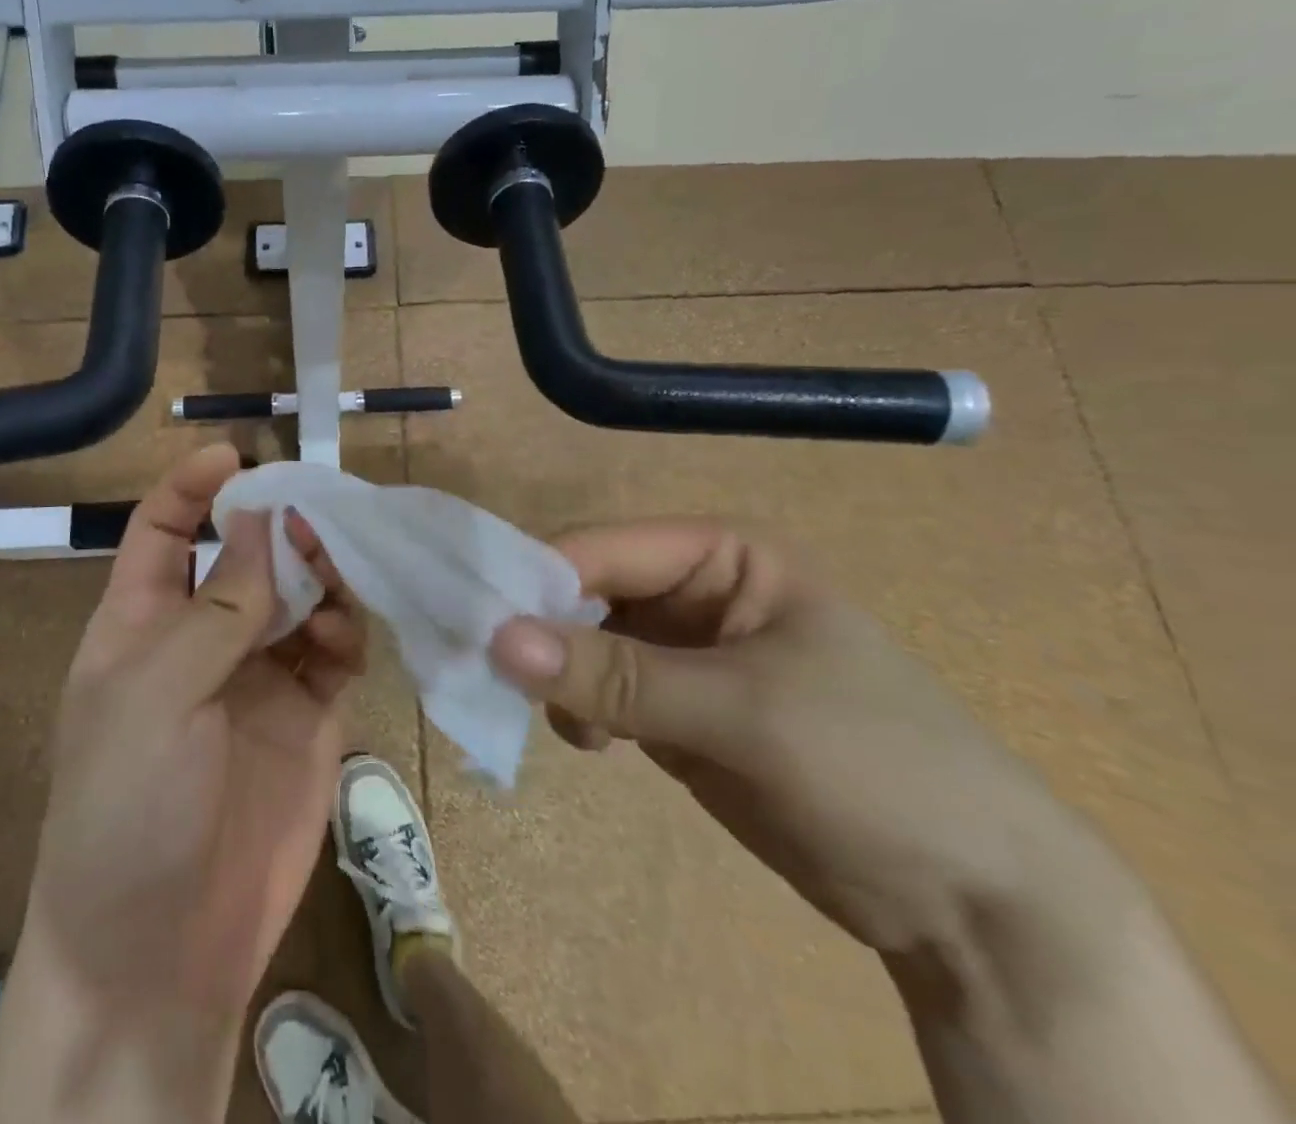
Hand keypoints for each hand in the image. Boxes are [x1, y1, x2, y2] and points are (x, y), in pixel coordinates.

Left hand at [0, 445, 365, 1122]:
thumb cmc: (129, 808)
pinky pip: (334, 649)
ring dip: (321, 574)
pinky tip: (350, 635)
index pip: (164, 531)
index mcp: (141, 623)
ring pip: (299, 596)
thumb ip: (220, 605)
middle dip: (279, 529)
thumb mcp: (158, 694)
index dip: (193, 487)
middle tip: (318, 517)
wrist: (160, 954)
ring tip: (340, 574)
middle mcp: (201, 640)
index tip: (238, 454)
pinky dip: (347, 629)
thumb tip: (262, 518)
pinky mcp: (306, 715)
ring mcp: (257, 677)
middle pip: (246, 556)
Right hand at [488, 520, 1089, 957]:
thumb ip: (616, 675)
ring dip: (560, 675)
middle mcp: (696, 589)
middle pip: (586, 590)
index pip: (601, 548)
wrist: (976, 905)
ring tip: (565, 726)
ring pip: (586, 641)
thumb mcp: (740, 713)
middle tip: (494, 678)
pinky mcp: (678, 706)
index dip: (537, 580)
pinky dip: (581, 708)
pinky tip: (589, 744)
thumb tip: (496, 640)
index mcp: (721, 555)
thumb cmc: (875, 768)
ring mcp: (685, 650)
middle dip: (542, 632)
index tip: (477, 627)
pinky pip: (604, 689)